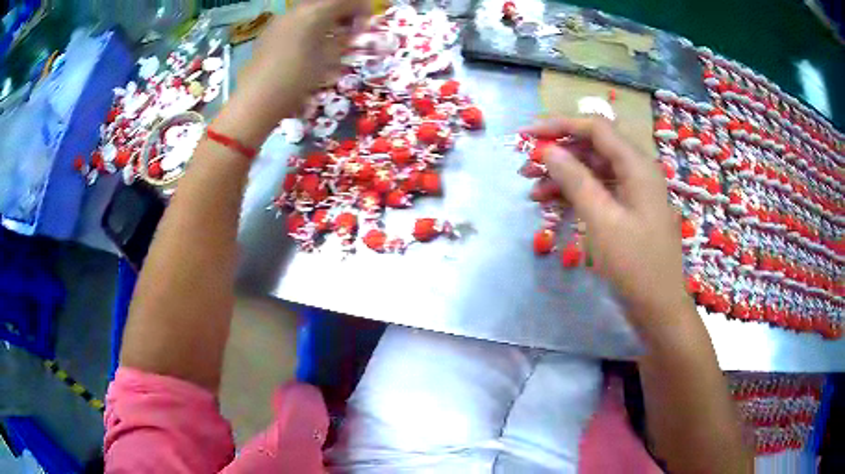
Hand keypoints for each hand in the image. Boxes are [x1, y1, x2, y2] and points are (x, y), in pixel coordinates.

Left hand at [214, 0, 369, 146]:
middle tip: (349, 33)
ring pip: (310, 10)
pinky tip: (306, 46)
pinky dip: (308, 26)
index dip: (362, 11)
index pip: (349, 1)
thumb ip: (343, 40)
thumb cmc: (298, 79)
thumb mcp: (329, 59)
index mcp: (316, 12)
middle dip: (343, 14)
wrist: (258, 99)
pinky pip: (295, 21)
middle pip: (328, 2)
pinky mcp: (269, 31)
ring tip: (328, 40)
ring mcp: (280, 19)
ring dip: (325, 20)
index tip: (365, 27)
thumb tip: (350, 32)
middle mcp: (297, 9)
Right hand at [524, 117, 691, 331]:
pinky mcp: (628, 211)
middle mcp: (636, 171)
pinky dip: (576, 195)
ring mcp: (633, 192)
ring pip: (593, 170)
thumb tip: (547, 149)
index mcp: (637, 165)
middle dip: (558, 154)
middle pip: (593, 147)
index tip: (526, 135)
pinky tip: (553, 205)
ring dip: (563, 177)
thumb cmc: (634, 264)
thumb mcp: (601, 219)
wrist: (658, 308)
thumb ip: (574, 179)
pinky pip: (599, 191)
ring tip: (533, 193)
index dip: (559, 125)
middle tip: (525, 168)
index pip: (595, 128)